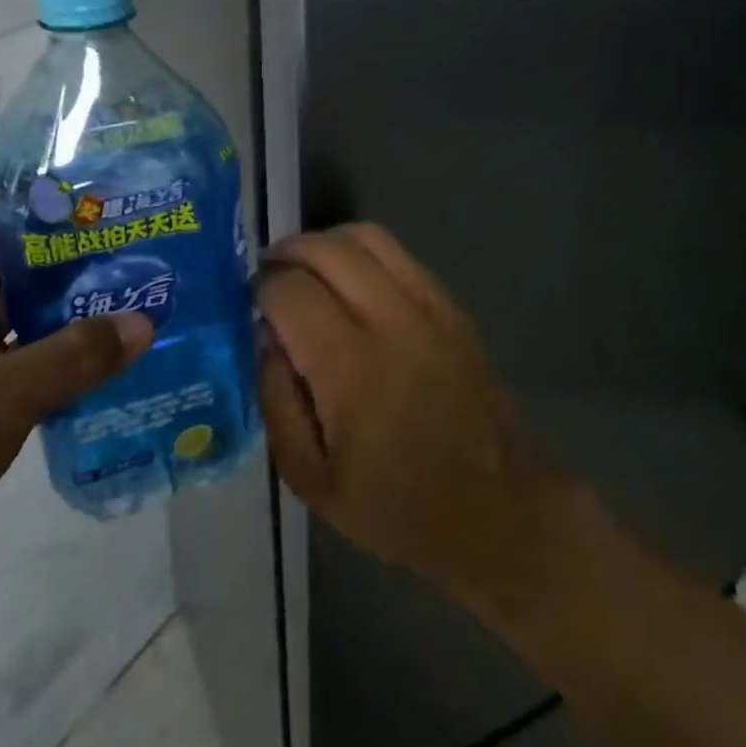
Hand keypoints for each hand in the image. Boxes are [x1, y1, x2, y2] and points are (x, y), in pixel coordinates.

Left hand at [0, 185, 151, 592]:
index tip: (75, 193)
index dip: (10, 191)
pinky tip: (103, 350)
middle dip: (53, 242)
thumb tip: (145, 321)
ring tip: (123, 285)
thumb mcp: (0, 396)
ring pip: (11, 305)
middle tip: (119, 236)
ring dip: (59, 295)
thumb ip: (76, 355)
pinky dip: (56, 343)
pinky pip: (19, 350)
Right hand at [257, 223, 562, 612]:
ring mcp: (430, 306)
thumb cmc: (397, 508)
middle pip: (326, 248)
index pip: (289, 289)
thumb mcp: (310, 480)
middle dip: (286, 253)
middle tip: (268, 279)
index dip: (259, 289)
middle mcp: (391, 320)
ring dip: (325, 244)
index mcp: (350, 367)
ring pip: (367, 236)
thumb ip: (276, 401)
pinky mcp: (452, 306)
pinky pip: (400, 255)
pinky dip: (363, 255)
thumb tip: (265, 338)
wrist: (497, 510)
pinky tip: (352, 285)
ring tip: (306, 272)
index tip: (248, 307)